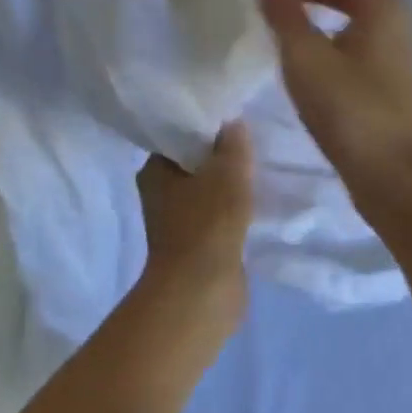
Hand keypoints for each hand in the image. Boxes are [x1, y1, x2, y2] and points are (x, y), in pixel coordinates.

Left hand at [137, 121, 255, 312]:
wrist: (201, 290)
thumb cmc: (208, 222)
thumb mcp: (227, 171)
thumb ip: (233, 143)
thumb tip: (232, 122)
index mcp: (154, 170)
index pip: (179, 137)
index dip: (207, 127)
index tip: (234, 122)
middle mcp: (158, 194)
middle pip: (194, 164)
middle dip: (221, 157)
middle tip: (251, 146)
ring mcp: (175, 222)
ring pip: (206, 192)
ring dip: (228, 186)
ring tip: (257, 173)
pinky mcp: (194, 245)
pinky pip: (216, 217)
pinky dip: (232, 211)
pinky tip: (254, 205)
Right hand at [258, 0, 411, 207]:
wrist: (390, 172)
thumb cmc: (349, 111)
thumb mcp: (306, 59)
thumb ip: (284, 13)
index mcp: (381, 3)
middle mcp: (393, 14)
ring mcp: (392, 42)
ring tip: (283, 2)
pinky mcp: (384, 67)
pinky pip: (356, 23)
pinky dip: (328, 16)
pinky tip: (303, 36)